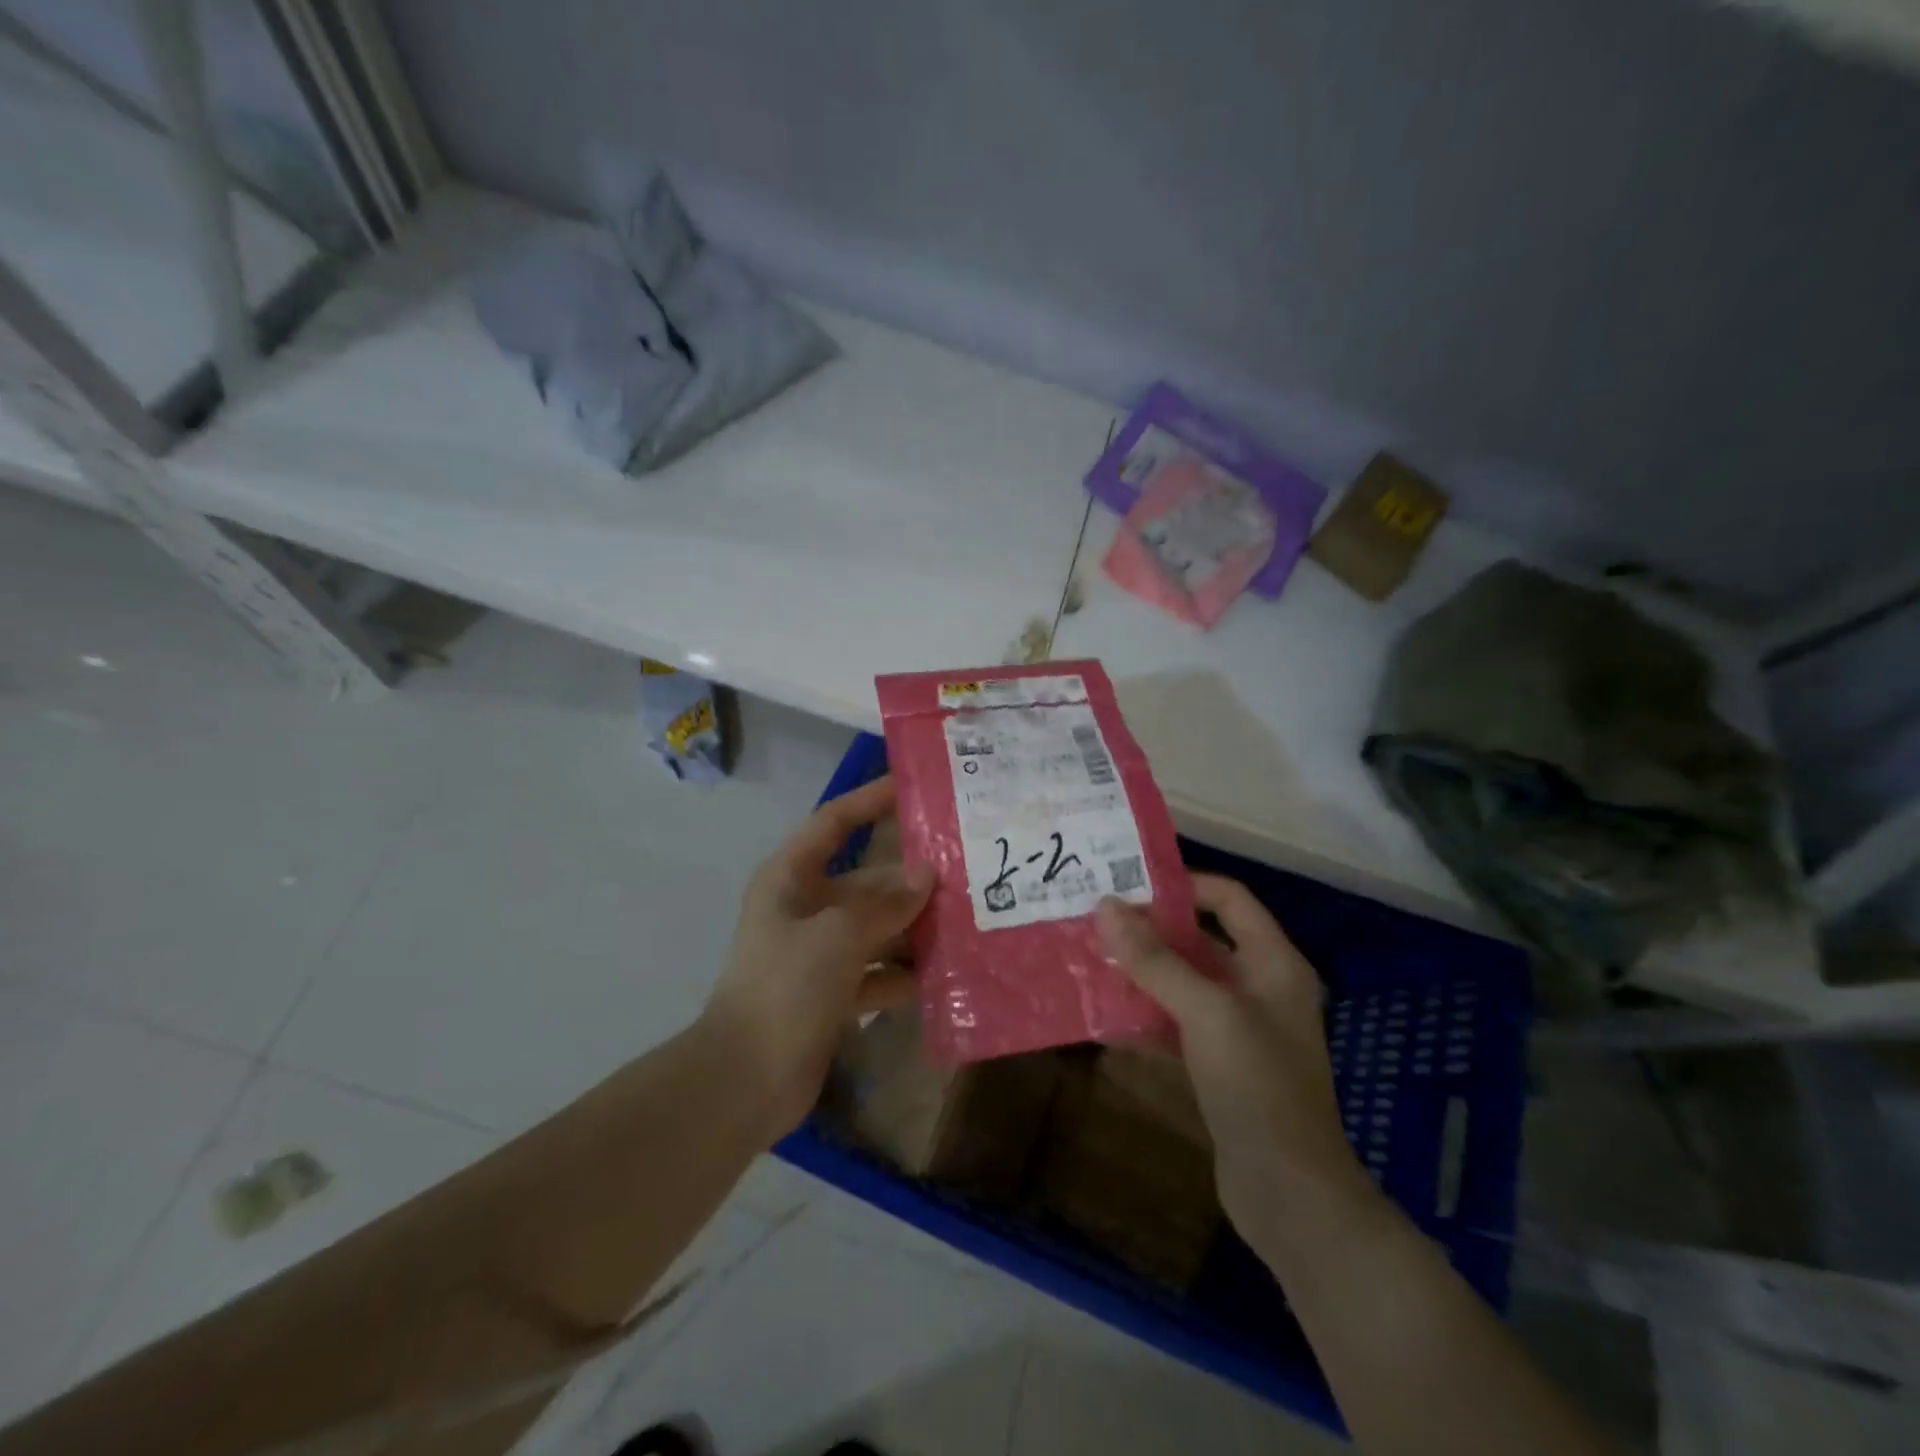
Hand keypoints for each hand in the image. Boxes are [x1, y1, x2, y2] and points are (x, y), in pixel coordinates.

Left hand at [702, 776, 934, 1135]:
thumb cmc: (784, 989)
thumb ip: (885, 905)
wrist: (745, 1081)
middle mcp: (806, 908)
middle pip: (866, 880)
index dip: (870, 800)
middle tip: (966, 871)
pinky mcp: (833, 993)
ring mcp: (820, 953)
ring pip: (877, 927)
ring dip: (915, 927)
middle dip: (911, 879)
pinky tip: (946, 975)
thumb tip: (926, 877)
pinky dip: (905, 973)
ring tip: (968, 921)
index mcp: (791, 878)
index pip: (834, 822)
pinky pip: (878, 971)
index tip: (913, 788)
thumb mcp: (837, 936)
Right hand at [1096, 876, 1373, 1248]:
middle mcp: (1259, 987)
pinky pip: (1178, 1021)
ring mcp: (1240, 1028)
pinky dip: (1146, 1013)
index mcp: (1273, 962)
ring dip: (1143, 971)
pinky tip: (1106, 1012)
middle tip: (1097, 919)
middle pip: (1201, 939)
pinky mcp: (1220, 1064)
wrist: (1289, 1194)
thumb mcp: (1206, 1012)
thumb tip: (1106, 907)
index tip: (1127, 885)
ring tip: (1091, 957)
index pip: (1228, 898)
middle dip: (1151, 929)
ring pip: (1185, 982)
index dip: (1182, 885)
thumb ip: (1156, 959)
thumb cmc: (1257, 1085)